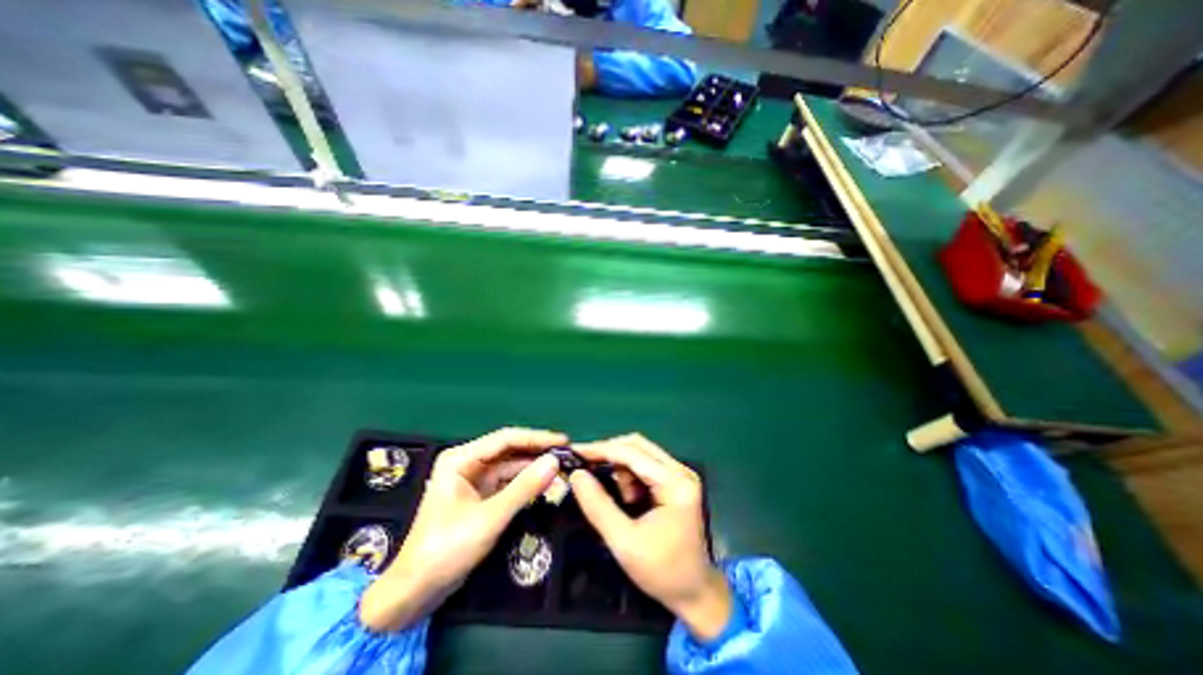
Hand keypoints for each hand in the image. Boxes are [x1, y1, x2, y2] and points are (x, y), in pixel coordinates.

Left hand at [356, 428, 564, 632]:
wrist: (416, 592)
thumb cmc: (446, 549)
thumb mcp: (490, 517)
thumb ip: (524, 488)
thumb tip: (555, 462)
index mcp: (462, 458)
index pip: (506, 439)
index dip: (537, 438)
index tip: (563, 441)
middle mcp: (469, 462)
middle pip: (511, 451)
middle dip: (538, 452)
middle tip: (568, 454)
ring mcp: (475, 479)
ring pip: (512, 466)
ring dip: (535, 468)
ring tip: (564, 468)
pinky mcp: (482, 495)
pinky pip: (510, 482)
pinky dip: (528, 483)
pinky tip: (547, 483)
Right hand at [570, 436, 733, 640]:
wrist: (695, 591)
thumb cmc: (662, 571)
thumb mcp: (624, 543)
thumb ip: (598, 506)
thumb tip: (577, 475)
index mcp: (675, 483)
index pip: (632, 453)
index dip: (601, 449)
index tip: (574, 451)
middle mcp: (680, 470)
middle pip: (637, 445)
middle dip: (610, 455)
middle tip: (587, 469)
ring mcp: (680, 473)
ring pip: (640, 453)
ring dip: (621, 468)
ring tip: (621, 499)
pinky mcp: (676, 480)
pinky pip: (645, 464)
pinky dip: (629, 474)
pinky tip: (629, 498)